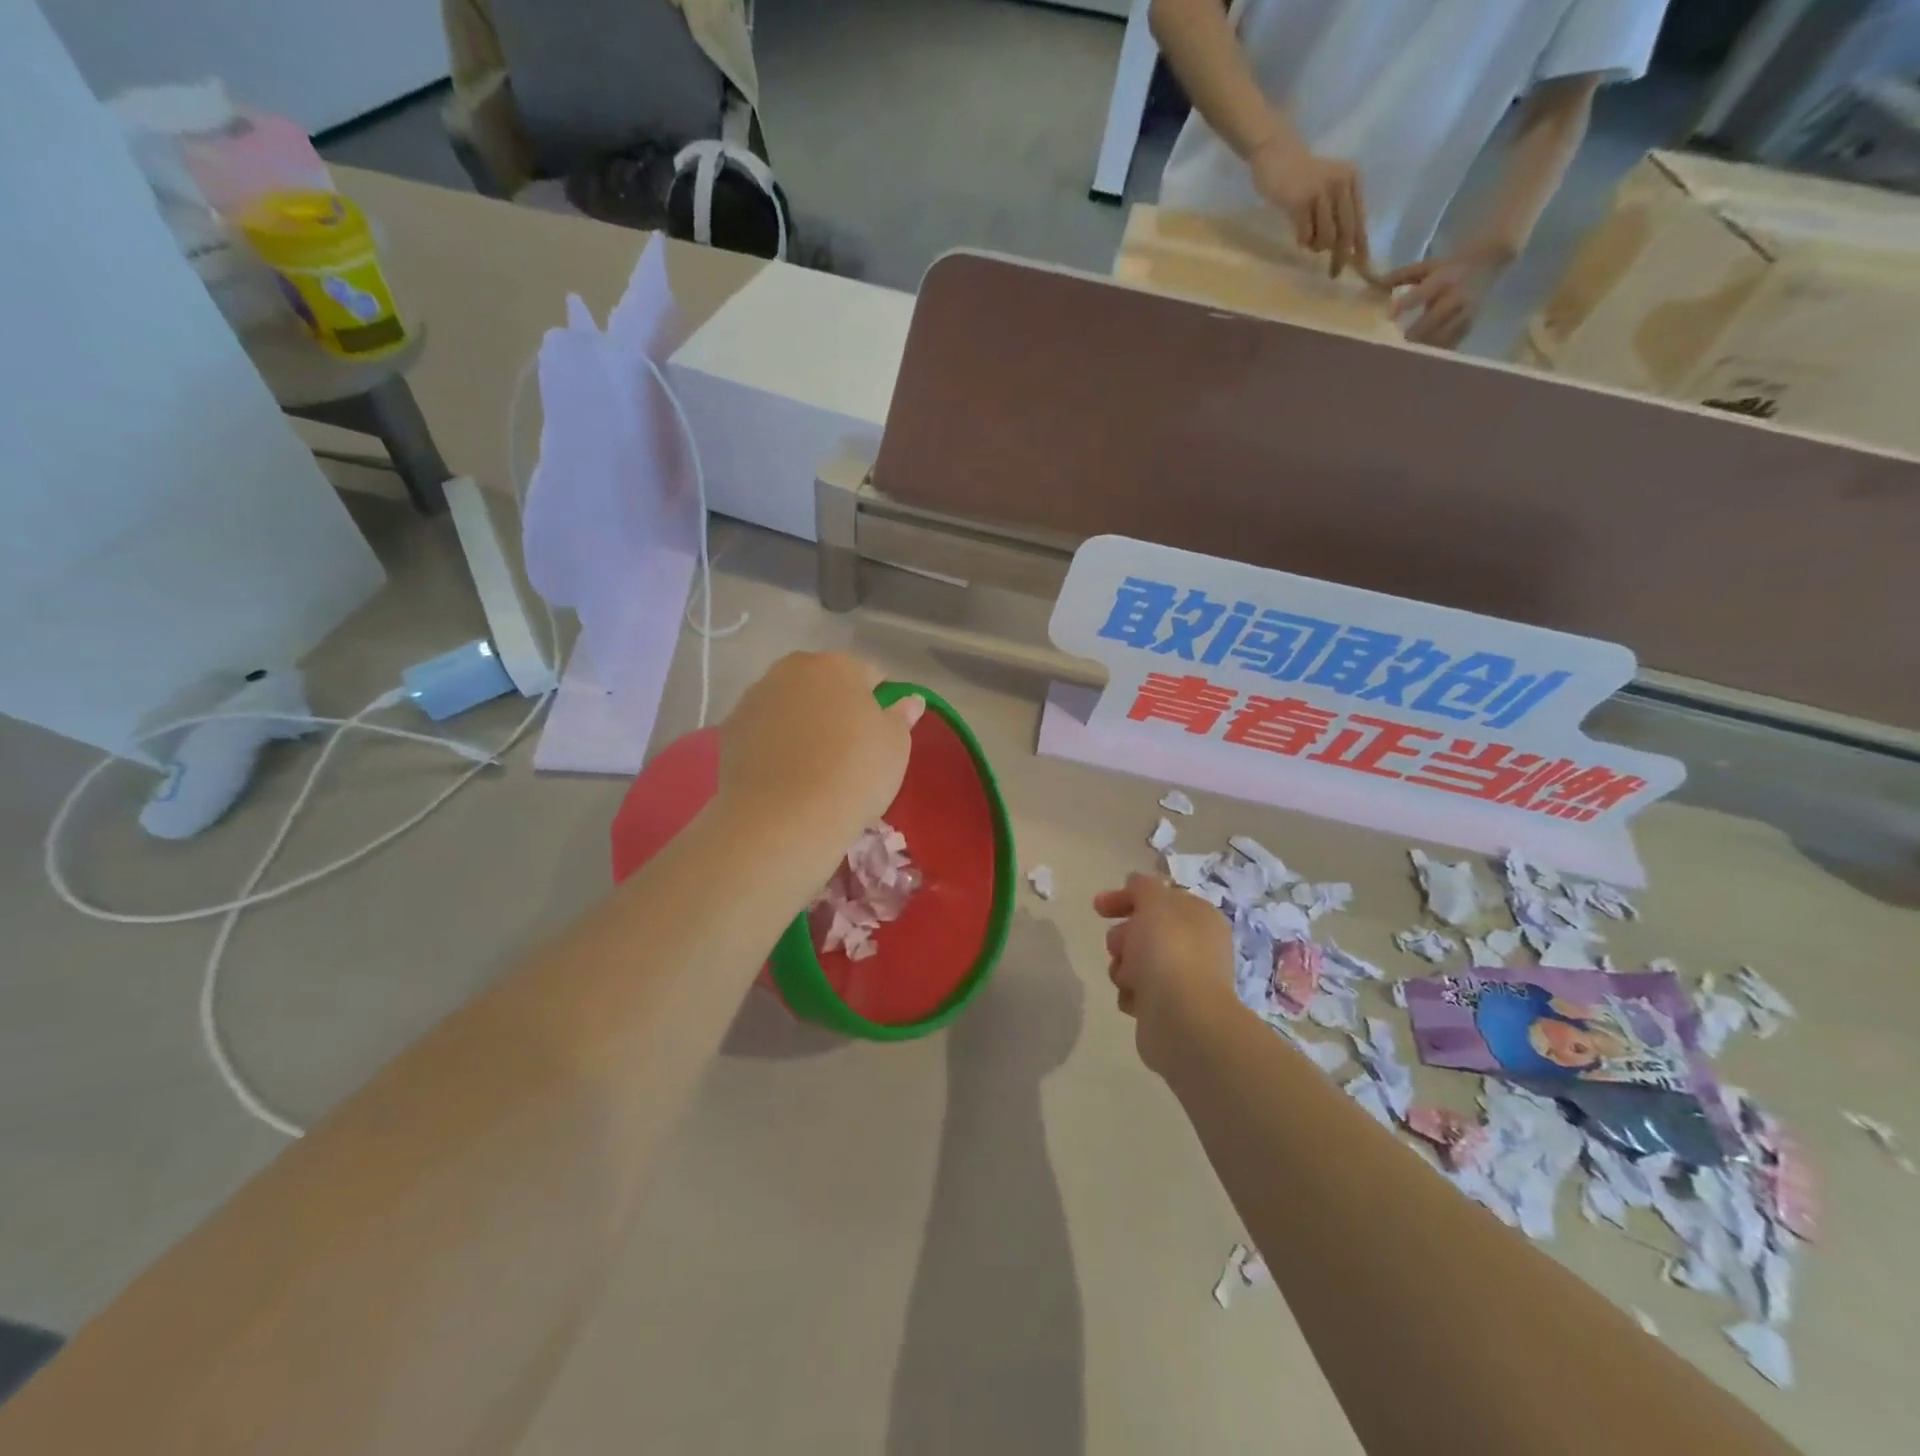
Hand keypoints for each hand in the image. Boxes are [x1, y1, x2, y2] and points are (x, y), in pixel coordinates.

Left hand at [716, 652, 923, 858]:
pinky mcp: (730, 728)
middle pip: (822, 683)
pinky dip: (774, 742)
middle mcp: (792, 670)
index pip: (868, 674)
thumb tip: (909, 700)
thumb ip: (901, 716)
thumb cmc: (854, 774)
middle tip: (847, 747)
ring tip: (812, 764)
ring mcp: (755, 697)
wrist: (785, 819)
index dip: (878, 702)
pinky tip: (784, 773)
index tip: (879, 733)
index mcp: (837, 665)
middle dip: (835, 705)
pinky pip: (763, 729)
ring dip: (802, 721)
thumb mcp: (895, 746)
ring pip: (789, 703)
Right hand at [1093, 873, 1240, 1074]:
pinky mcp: (1171, 1009)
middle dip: (1123, 937)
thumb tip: (1137, 882)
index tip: (1098, 908)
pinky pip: (1140, 992)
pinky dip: (1131, 993)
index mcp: (1199, 917)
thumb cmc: (1168, 952)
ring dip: (1123, 966)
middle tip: (1119, 948)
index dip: (1126, 898)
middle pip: (1145, 930)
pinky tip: (1134, 999)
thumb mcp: (1153, 903)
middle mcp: (1196, 945)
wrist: (1182, 1019)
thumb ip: (1142, 887)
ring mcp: (1185, 979)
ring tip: (1127, 978)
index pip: (1158, 898)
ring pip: (1137, 962)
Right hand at [1248, 136, 1368, 277]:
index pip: (1359, 219)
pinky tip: (1298, 235)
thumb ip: (1336, 211)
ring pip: (1325, 237)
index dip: (1361, 246)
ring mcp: (1320, 193)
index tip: (1363, 268)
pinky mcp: (1299, 202)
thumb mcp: (1326, 189)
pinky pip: (1305, 236)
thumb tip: (1341, 247)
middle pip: (1345, 232)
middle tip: (1334, 274)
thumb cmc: (1299, 178)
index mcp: (1351, 181)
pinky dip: (1302, 242)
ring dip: (1316, 246)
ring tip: (1308, 239)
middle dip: (1340, 257)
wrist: (1276, 155)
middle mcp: (1340, 185)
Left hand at [1383, 243, 1511, 348]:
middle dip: (1413, 333)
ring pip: (1442, 335)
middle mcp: (1456, 296)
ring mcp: (1465, 311)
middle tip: (1395, 344)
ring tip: (1405, 356)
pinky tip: (1422, 360)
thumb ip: (1400, 276)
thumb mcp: (1426, 267)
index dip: (1403, 306)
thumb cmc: (1447, 267)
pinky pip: (1452, 343)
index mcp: (1444, 279)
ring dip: (1423, 346)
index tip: (1388, 317)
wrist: (1487, 262)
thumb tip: (1373, 284)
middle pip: (1432, 320)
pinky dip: (1436, 352)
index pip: (1421, 293)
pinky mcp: (1470, 324)